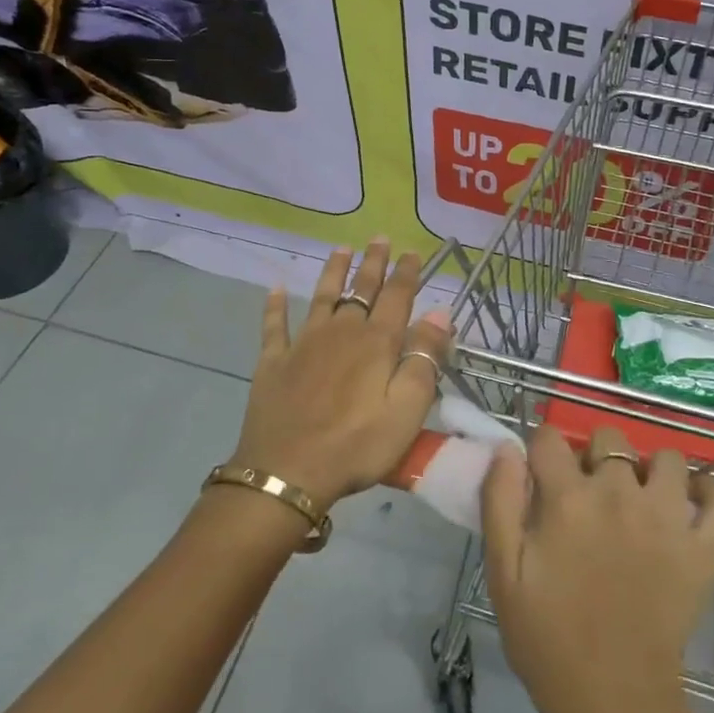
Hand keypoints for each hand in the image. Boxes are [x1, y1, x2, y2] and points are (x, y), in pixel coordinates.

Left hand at [230, 239, 449, 510]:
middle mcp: (341, 332)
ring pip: (322, 297)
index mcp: (376, 343)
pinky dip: (276, 306)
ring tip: (340, 249)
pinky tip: (276, 288)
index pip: (397, 297)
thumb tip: (440, 313)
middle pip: (360, 289)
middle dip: (373, 263)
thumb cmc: (357, 446)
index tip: (412, 252)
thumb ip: (424, 359)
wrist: (287, 473)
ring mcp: (303, 344)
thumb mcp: (407, 410)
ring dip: (333, 271)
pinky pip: (274, 325)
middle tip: (379, 238)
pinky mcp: (273, 362)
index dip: (406, 273)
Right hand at [481, 425, 713, 712]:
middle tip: (588, 495)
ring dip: (650, 470)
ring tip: (639, 500)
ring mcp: (669, 519)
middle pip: (609, 439)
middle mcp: (620, 495)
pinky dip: (713, 493)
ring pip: (666, 458)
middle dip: (594, 456)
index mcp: (568, 499)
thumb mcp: (503, 572)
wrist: (611, 702)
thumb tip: (508, 447)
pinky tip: (694, 502)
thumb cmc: (547, 638)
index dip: (541, 452)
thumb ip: (500, 501)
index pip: (550, 438)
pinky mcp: (706, 549)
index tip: (541, 476)